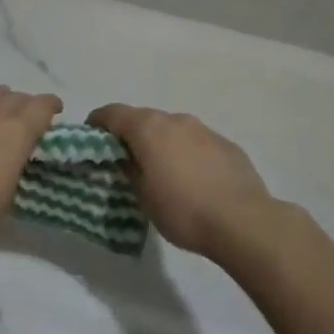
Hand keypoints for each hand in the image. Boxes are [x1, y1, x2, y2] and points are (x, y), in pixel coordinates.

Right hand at [85, 104, 279, 259]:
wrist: (243, 220)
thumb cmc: (183, 210)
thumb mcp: (144, 196)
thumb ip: (129, 169)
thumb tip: (125, 157)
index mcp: (149, 128)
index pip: (113, 113)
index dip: (98, 122)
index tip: (91, 136)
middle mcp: (175, 119)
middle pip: (144, 118)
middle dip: (131, 134)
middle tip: (125, 159)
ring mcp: (204, 129)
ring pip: (172, 129)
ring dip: (161, 143)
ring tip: (161, 170)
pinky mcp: (226, 144)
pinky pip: (196, 142)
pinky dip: (186, 152)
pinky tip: (192, 178)